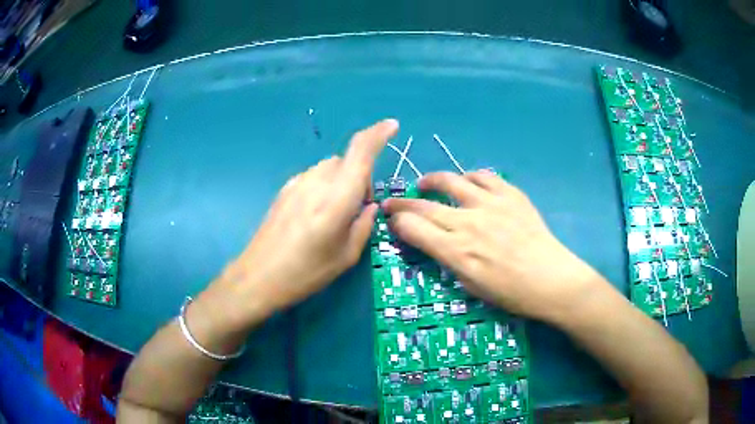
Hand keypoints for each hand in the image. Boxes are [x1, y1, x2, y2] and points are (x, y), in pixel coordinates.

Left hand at [204, 119, 398, 328]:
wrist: (258, 276)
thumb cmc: (306, 272)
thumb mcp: (346, 257)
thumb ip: (364, 225)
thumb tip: (371, 207)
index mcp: (337, 198)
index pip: (360, 151)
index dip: (378, 134)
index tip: (392, 126)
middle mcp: (317, 182)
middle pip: (346, 161)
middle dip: (360, 176)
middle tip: (359, 209)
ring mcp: (297, 183)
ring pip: (329, 168)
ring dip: (341, 181)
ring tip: (336, 214)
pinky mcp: (285, 189)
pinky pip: (313, 177)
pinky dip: (324, 186)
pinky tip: (315, 215)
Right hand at [382, 169, 602, 322]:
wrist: (551, 279)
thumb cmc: (510, 293)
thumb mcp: (470, 286)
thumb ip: (447, 259)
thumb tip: (433, 241)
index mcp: (455, 251)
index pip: (413, 227)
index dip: (397, 222)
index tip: (393, 221)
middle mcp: (468, 223)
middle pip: (424, 205)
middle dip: (402, 203)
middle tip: (394, 203)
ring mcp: (490, 204)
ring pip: (451, 181)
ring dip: (432, 181)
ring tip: (425, 184)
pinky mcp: (510, 194)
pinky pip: (483, 177)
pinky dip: (469, 177)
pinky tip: (466, 183)